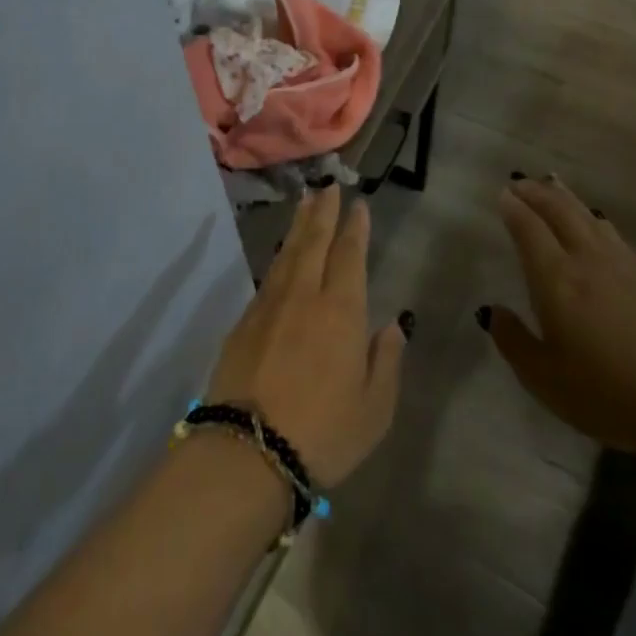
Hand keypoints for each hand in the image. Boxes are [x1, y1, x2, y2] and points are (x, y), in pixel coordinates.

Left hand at [206, 186, 405, 486]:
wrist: (247, 448)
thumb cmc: (323, 432)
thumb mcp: (375, 408)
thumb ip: (386, 361)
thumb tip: (391, 326)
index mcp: (341, 311)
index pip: (349, 255)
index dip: (355, 228)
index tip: (358, 204)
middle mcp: (304, 296)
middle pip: (314, 242)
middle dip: (323, 212)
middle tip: (328, 186)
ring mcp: (269, 305)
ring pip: (288, 254)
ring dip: (299, 226)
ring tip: (305, 203)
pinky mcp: (244, 321)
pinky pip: (268, 276)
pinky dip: (279, 257)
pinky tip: (282, 256)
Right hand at [484, 177, 635, 458]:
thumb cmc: (610, 394)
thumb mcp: (546, 380)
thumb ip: (514, 342)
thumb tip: (493, 312)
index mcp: (557, 280)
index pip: (529, 230)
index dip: (514, 209)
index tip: (502, 194)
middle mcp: (588, 261)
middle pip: (560, 212)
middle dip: (537, 193)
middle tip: (521, 183)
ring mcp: (625, 266)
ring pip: (589, 218)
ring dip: (567, 199)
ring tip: (553, 187)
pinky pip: (613, 235)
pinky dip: (596, 221)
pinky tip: (598, 225)